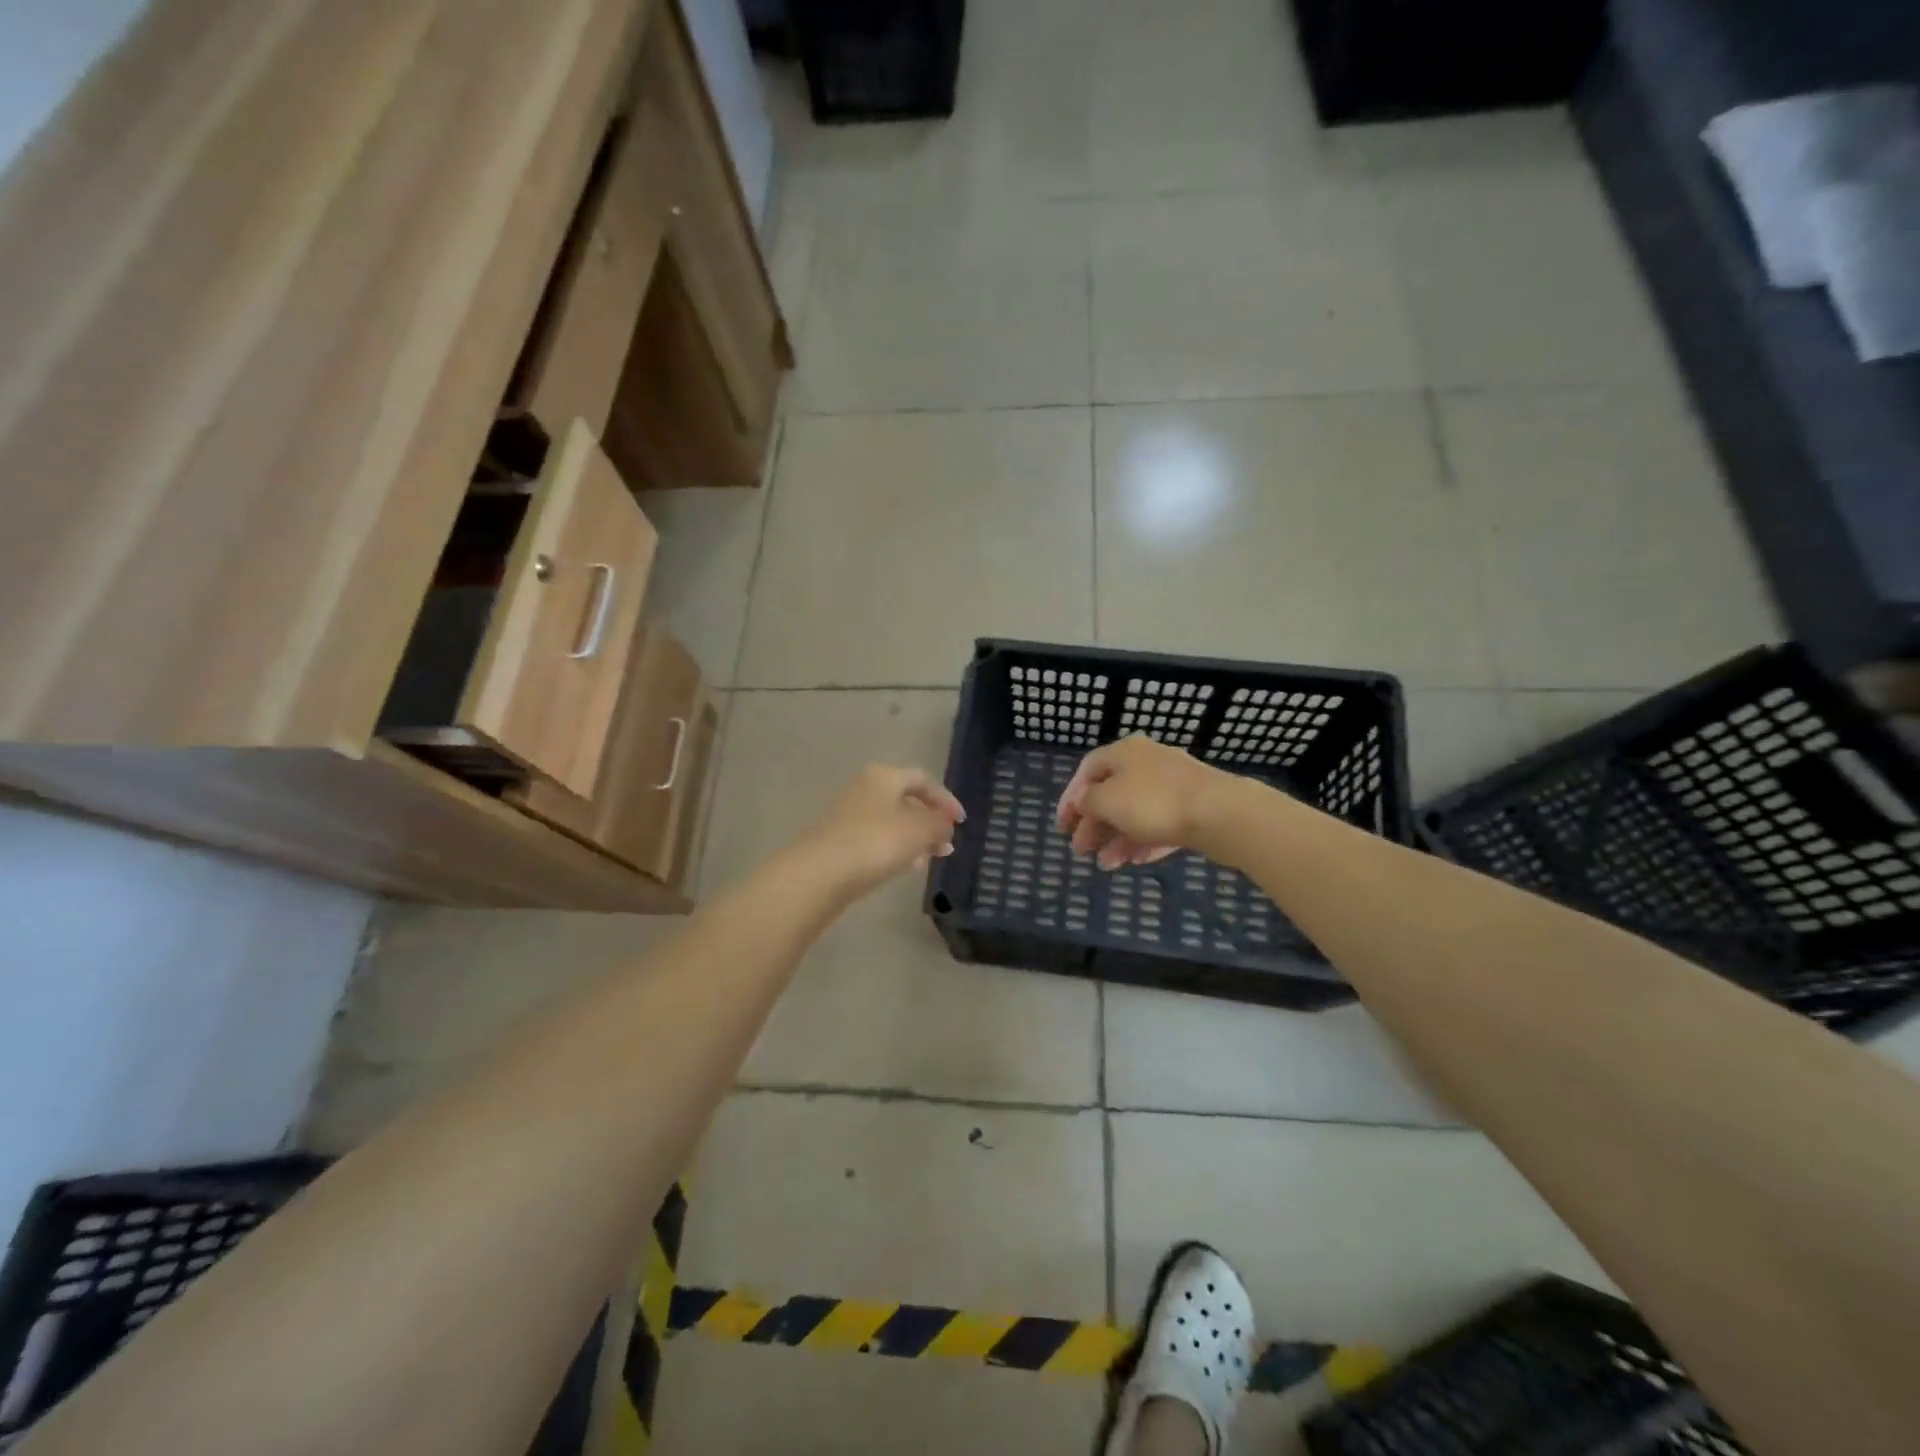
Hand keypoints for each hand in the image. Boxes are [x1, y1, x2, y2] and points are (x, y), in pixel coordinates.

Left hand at [798, 765, 965, 899]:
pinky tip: (903, 867)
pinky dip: (894, 848)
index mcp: (884, 776)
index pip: (923, 780)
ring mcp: (848, 814)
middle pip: (905, 800)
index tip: (961, 823)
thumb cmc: (876, 842)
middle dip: (929, 821)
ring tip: (929, 859)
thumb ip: (939, 824)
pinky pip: (875, 839)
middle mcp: (864, 788)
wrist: (820, 873)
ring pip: (891, 821)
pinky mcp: (838, 840)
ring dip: (913, 837)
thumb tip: (945, 824)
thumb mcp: (920, 830)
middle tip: (946, 844)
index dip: (946, 800)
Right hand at [1057, 735, 1231, 869]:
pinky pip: (1160, 824)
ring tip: (1107, 865)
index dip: (1070, 798)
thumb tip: (1084, 802)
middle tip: (1081, 851)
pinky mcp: (1193, 807)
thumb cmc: (1153, 802)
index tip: (1062, 827)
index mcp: (1124, 752)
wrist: (1220, 813)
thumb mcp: (1106, 801)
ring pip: (1135, 812)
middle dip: (1094, 824)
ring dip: (1116, 838)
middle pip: (1111, 793)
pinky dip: (1144, 841)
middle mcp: (1147, 762)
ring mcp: (1173, 784)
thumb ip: (1087, 802)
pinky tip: (1136, 861)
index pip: (1087, 770)